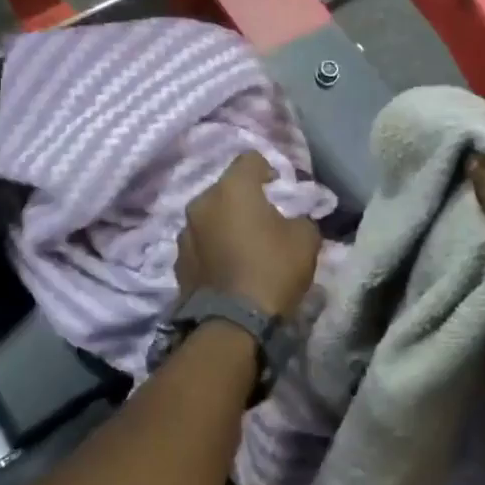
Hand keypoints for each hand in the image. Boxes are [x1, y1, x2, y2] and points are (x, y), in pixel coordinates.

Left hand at [176, 152, 321, 318]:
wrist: (233, 324)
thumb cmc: (273, 270)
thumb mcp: (306, 240)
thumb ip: (300, 218)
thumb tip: (292, 219)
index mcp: (232, 189)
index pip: (250, 159)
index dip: (267, 169)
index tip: (279, 187)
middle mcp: (201, 203)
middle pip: (225, 189)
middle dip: (243, 199)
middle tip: (263, 219)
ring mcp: (184, 234)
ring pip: (209, 218)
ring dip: (224, 225)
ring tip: (242, 246)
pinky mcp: (178, 263)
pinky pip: (200, 245)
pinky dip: (213, 249)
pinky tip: (227, 268)